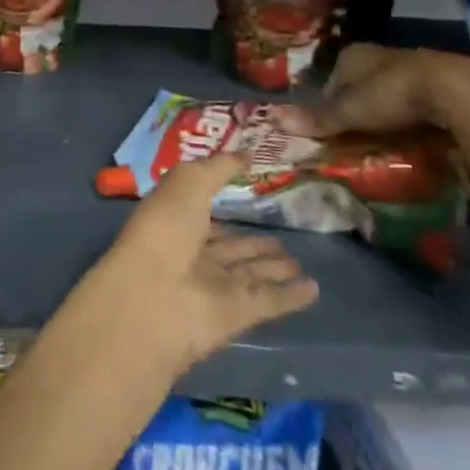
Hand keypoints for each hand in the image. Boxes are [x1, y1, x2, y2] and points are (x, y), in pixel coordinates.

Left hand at [86, 155, 318, 375]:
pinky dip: (290, 297)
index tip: (249, 195)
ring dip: (273, 268)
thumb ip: (219, 167)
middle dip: (253, 243)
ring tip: (298, 261)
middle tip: (284, 238)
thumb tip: (247, 154)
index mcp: (175, 220)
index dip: (222, 203)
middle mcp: (193, 254)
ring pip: (250, 274)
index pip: (202, 211)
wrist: (155, 297)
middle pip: (229, 248)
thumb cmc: (165, 228)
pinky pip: (268, 302)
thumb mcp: (189, 181)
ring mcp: (213, 287)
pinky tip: (314, 290)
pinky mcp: (235, 316)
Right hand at [266, 43, 469, 136]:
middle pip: (361, 82)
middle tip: (355, 133)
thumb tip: (274, 120)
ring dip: (386, 111)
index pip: (333, 76)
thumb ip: (318, 119)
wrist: (454, 91)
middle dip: (358, 105)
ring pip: (389, 90)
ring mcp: (411, 66)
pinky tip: (413, 132)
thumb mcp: (350, 111)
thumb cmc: (391, 94)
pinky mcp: (438, 81)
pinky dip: (411, 115)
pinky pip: (415, 99)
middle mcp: (381, 55)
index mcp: (354, 55)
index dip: (329, 99)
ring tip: (383, 138)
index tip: (330, 124)